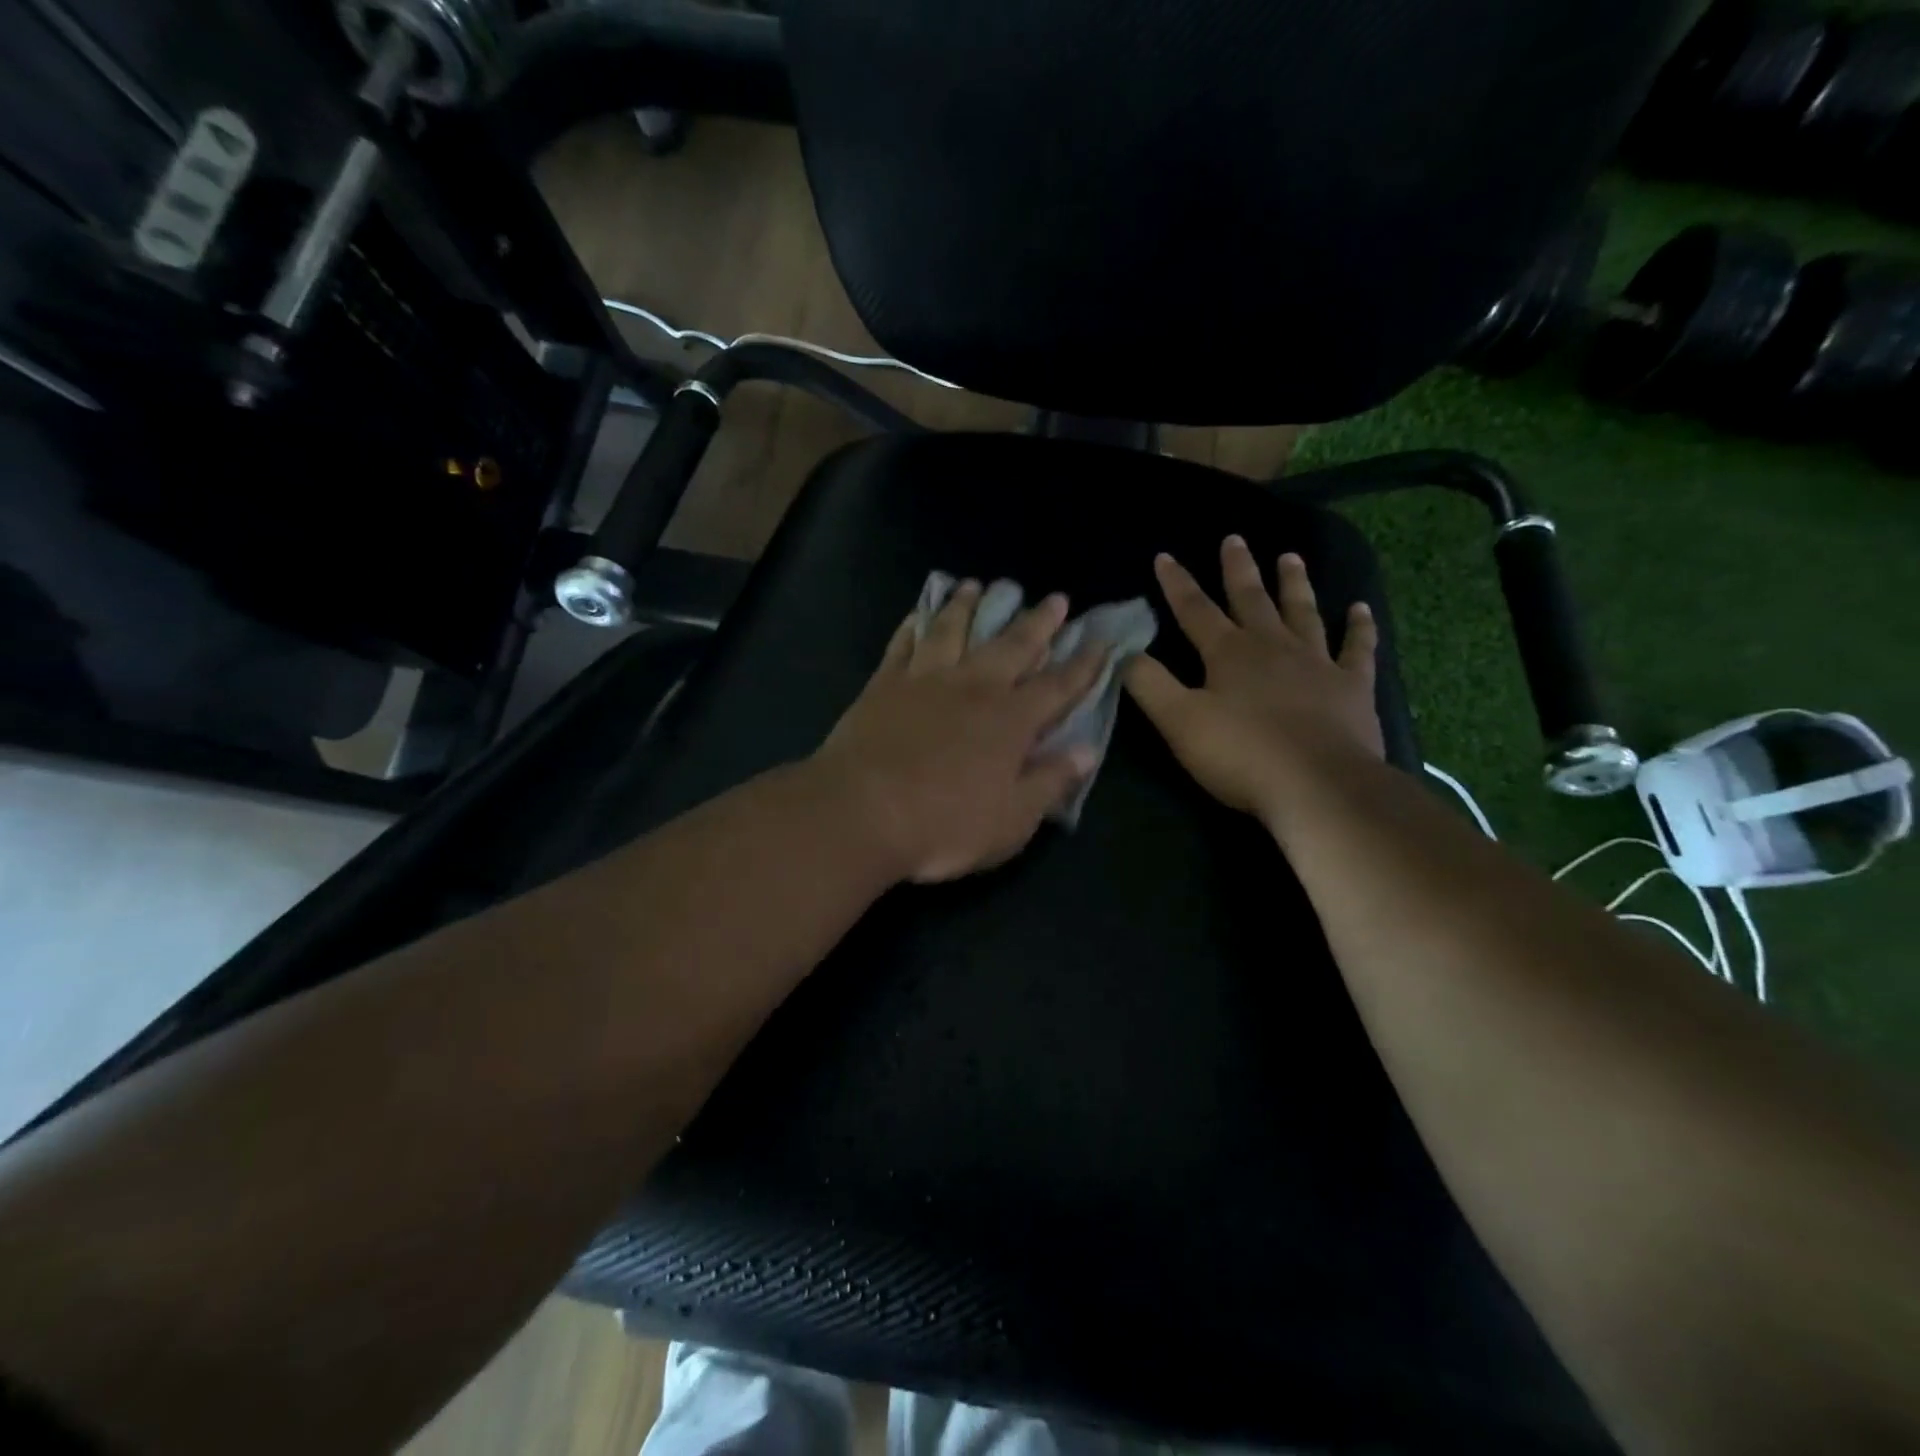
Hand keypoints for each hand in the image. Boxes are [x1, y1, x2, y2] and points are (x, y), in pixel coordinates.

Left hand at [813, 581, 1106, 883]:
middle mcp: (973, 688)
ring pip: (952, 630)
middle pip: (1012, 645)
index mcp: (1010, 721)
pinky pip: (903, 644)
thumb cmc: (943, 826)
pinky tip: (917, 614)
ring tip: (978, 585)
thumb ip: (1049, 782)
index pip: (1058, 686)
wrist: (861, 813)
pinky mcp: (884, 684)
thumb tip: (1086, 751)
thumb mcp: (1012, 821)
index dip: (1083, 664)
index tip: (1100, 640)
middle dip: (1037, 621)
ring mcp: (925, 680)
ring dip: (968, 606)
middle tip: (1054, 598)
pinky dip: (913, 625)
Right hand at [1124, 537, 1381, 824]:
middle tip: (1234, 538)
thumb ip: (1149, 684)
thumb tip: (1125, 651)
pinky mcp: (1352, 686)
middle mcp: (1272, 646)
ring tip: (1291, 556)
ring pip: (1303, 612)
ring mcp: (1317, 663)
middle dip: (1238, 569)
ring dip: (1294, 584)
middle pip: (1251, 599)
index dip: (1177, 584)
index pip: (1195, 610)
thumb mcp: (1179, 722)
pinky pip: (1357, 648)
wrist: (1318, 785)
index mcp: (1228, 653)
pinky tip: (1360, 609)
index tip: (1165, 556)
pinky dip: (1359, 627)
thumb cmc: (1241, 754)